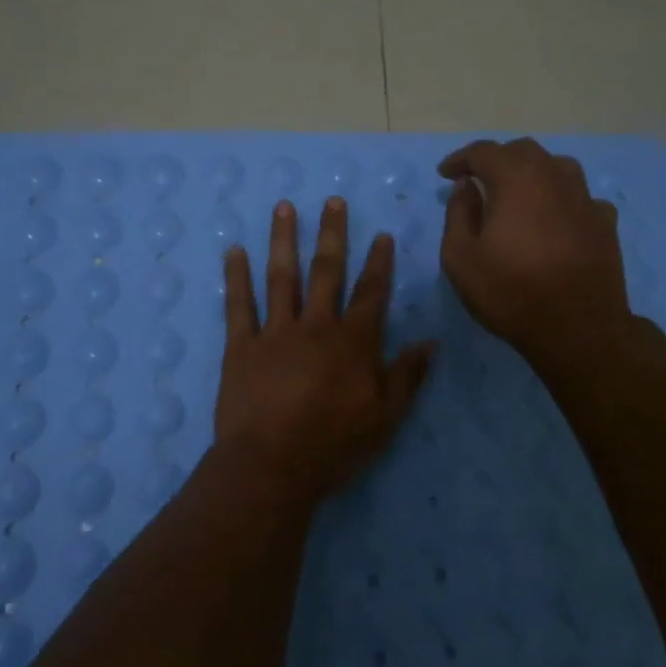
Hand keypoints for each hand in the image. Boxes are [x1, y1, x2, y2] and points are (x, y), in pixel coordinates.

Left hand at [214, 197, 433, 508]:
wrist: (271, 466)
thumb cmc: (334, 445)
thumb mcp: (385, 418)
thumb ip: (407, 377)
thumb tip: (430, 343)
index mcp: (353, 341)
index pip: (371, 292)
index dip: (379, 262)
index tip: (381, 234)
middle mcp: (315, 325)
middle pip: (326, 271)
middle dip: (332, 234)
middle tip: (332, 200)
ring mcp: (274, 332)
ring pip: (280, 276)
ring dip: (283, 239)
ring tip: (283, 207)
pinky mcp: (240, 346)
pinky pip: (238, 305)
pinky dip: (236, 276)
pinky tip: (234, 251)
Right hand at [437, 138, 630, 362]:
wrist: (578, 328)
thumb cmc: (510, 291)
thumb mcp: (460, 257)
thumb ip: (458, 213)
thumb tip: (466, 187)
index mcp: (516, 179)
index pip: (484, 151)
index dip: (460, 159)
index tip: (445, 175)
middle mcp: (554, 177)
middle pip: (523, 151)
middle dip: (496, 160)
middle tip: (478, 181)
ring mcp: (585, 198)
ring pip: (556, 167)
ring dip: (531, 173)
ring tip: (517, 194)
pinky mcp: (605, 222)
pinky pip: (579, 197)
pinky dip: (560, 199)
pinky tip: (554, 219)